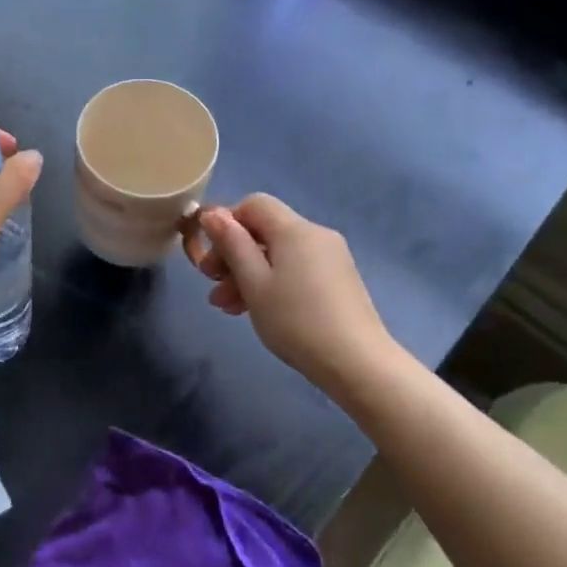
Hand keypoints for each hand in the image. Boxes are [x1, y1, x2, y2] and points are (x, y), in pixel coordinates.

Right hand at [190, 194, 407, 400]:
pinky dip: (270, 282)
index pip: (253, 205)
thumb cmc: (295, 320)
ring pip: (277, 254)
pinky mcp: (336, 280)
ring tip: (225, 306)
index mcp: (295, 230)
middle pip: (264, 230)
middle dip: (232, 254)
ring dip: (246, 274)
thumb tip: (212, 213)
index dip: (226, 223)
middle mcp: (315, 235)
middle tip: (211, 284)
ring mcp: (329, 258)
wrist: (356, 362)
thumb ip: (231, 244)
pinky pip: (294, 269)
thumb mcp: (253, 282)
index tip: (210, 257)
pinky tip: (255, 309)